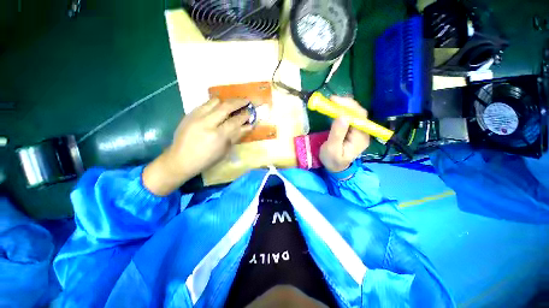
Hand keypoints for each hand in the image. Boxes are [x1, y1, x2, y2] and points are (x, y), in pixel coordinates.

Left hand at [143, 98, 252, 195]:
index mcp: (218, 136)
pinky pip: (205, 104)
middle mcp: (207, 123)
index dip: (245, 116)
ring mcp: (196, 116)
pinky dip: (215, 104)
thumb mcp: (224, 150)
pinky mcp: (189, 114)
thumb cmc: (206, 159)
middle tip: (246, 101)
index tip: (251, 112)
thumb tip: (248, 126)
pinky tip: (219, 108)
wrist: (180, 159)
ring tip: (232, 104)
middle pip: (226, 107)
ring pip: (215, 101)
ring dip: (226, 102)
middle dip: (239, 102)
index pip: (235, 121)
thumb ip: (236, 136)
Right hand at [319, 96, 369, 172]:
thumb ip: (337, 134)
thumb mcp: (332, 149)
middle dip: (346, 104)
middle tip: (331, 100)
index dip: (348, 106)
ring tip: (332, 102)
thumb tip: (342, 116)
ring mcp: (358, 131)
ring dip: (343, 106)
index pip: (359, 117)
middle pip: (358, 113)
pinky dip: (342, 111)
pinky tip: (335, 109)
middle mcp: (363, 132)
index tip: (334, 101)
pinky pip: (350, 117)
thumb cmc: (332, 160)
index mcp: (360, 137)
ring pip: (354, 114)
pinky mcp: (352, 130)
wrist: (335, 168)